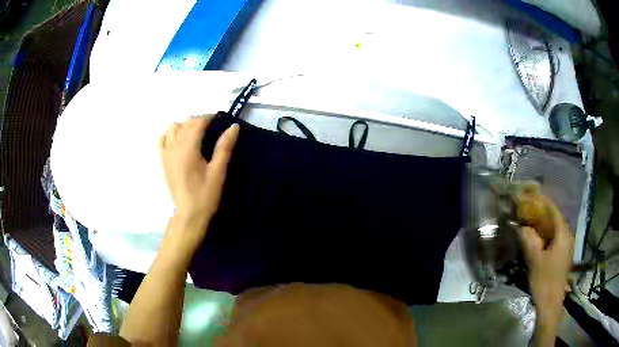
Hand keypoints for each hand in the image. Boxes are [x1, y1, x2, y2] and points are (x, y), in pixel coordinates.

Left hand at [159, 115, 238, 240]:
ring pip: (173, 128)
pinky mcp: (163, 161)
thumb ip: (224, 147)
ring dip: (185, 126)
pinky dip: (170, 134)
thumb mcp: (218, 171)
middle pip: (185, 123)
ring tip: (195, 135)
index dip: (209, 117)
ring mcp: (166, 154)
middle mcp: (174, 147)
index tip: (220, 119)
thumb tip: (234, 126)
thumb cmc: (205, 195)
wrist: (189, 214)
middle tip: (212, 129)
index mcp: (188, 149)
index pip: (197, 122)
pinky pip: (162, 139)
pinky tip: (178, 141)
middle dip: (199, 121)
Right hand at [517, 191, 573, 327]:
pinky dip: (548, 236)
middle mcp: (568, 238)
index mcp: (563, 235)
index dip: (545, 203)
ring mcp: (567, 248)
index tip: (535, 195)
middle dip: (544, 214)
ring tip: (534, 223)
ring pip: (556, 230)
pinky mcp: (563, 256)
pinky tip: (539, 240)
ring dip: (546, 225)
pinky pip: (556, 239)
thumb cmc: (545, 281)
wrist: (551, 303)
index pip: (555, 212)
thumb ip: (529, 241)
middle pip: (557, 220)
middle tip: (531, 211)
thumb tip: (520, 226)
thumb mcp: (535, 261)